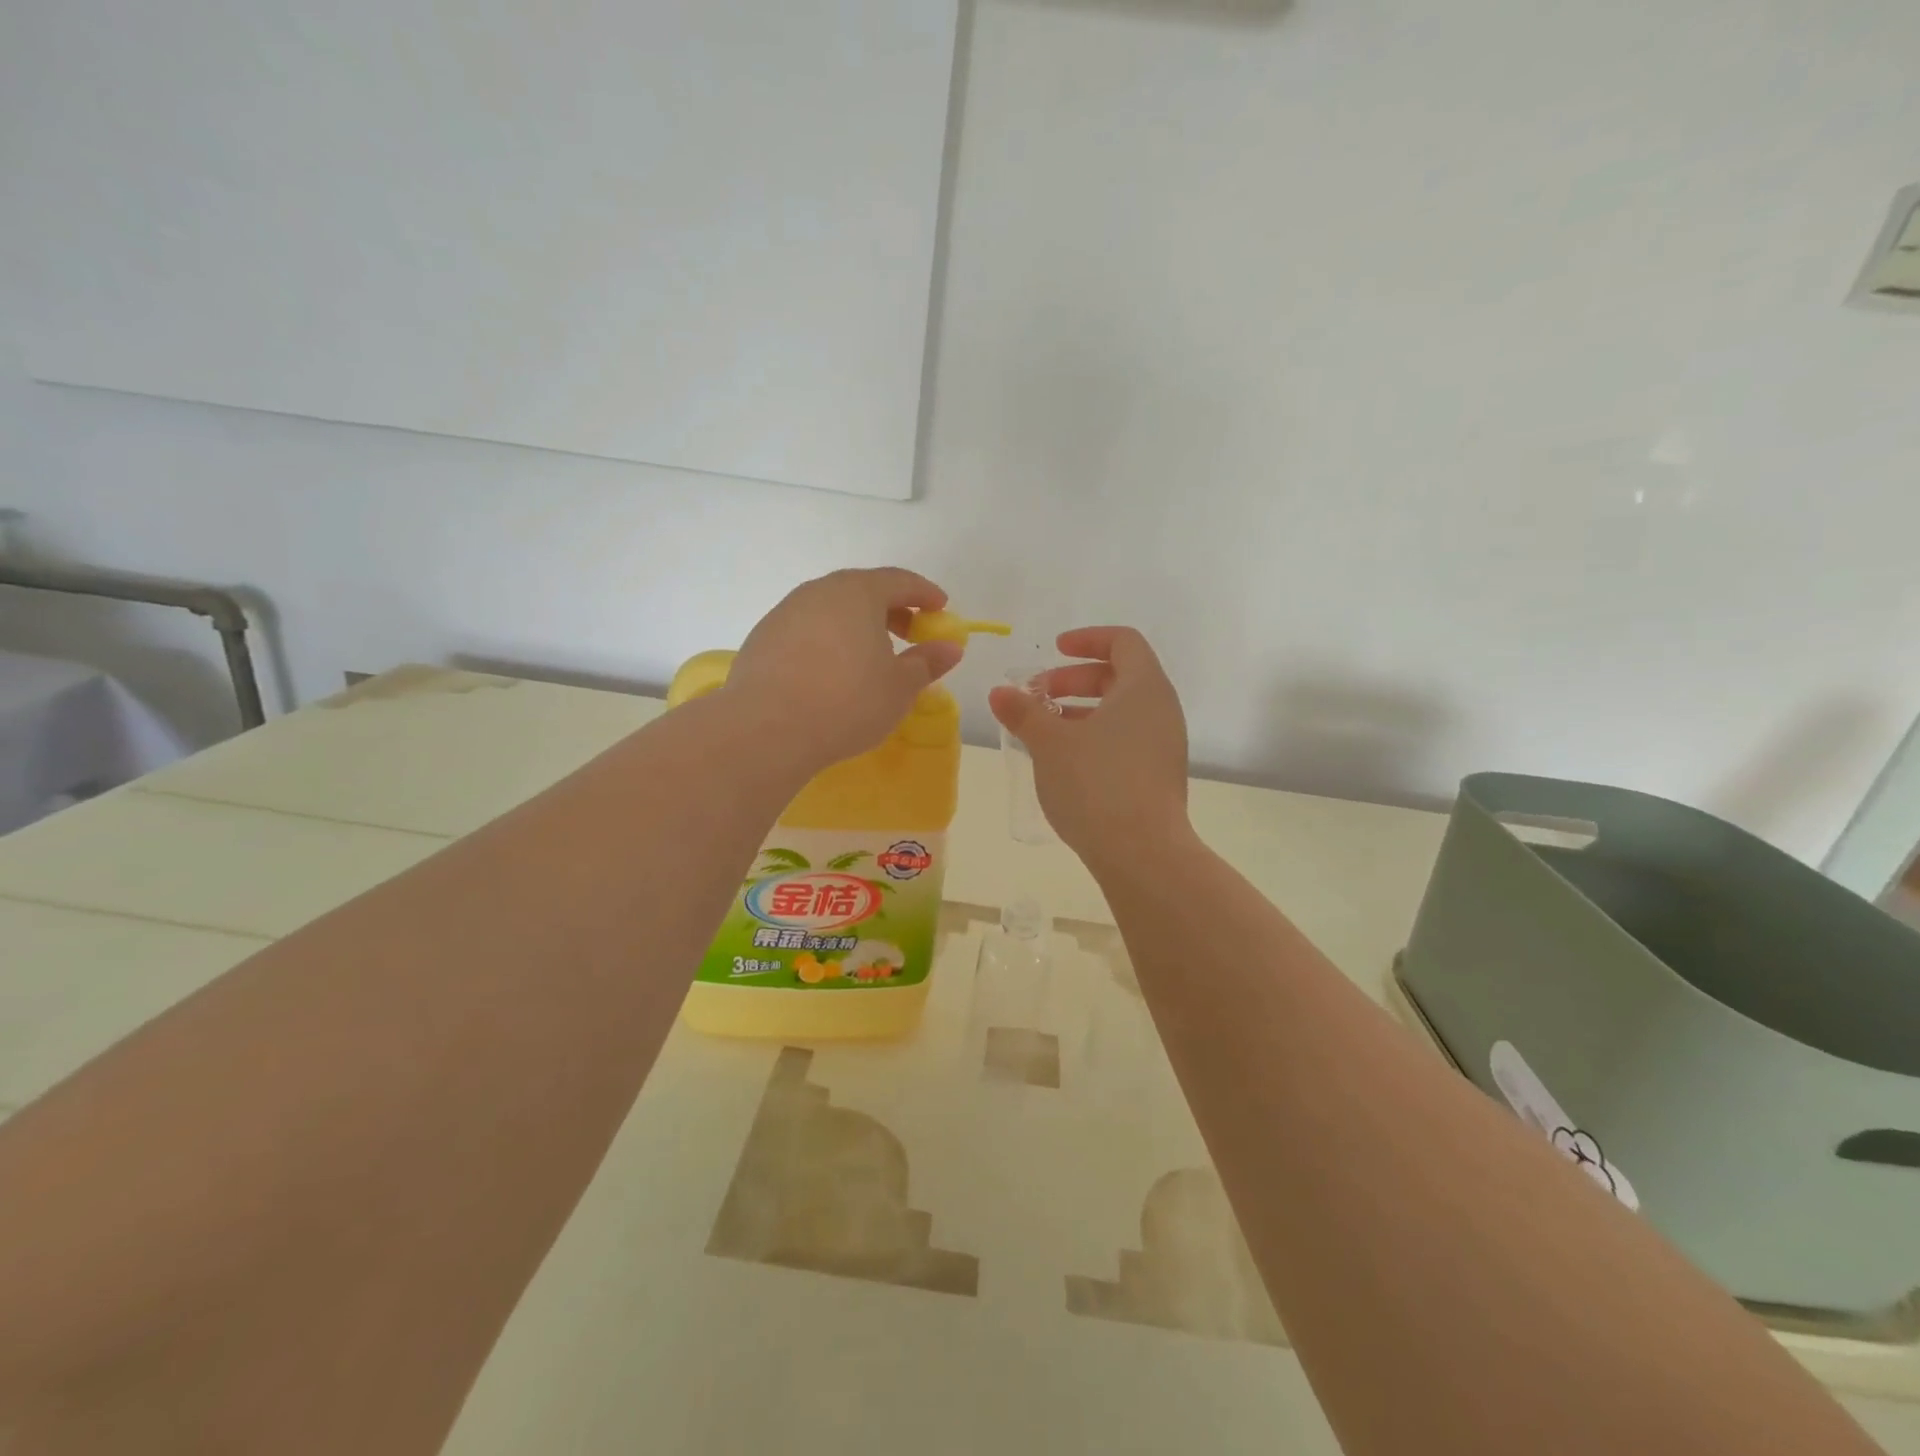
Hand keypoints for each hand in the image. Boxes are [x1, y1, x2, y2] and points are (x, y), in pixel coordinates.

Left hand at [727, 568, 963, 771]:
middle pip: (862, 590)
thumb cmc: (847, 702)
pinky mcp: (762, 638)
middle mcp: (819, 592)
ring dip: (856, 625)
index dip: (924, 593)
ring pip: (831, 609)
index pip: (899, 580)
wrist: (767, 729)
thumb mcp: (899, 687)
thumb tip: (950, 647)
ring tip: (870, 655)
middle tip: (909, 633)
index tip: (940, 609)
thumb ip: (927, 662)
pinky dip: (828, 640)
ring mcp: (785, 612)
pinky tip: (832, 671)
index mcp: (857, 593)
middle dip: (891, 609)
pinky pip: (807, 629)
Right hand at [988, 626, 1190, 869]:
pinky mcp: (1159, 776)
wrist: (1143, 853)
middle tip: (1037, 695)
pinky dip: (1096, 737)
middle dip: (1074, 680)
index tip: (1054, 651)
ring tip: (1044, 731)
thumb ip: (1024, 712)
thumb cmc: (1096, 784)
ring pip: (1121, 712)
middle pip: (1119, 676)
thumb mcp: (1049, 744)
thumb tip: (999, 693)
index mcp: (1144, 687)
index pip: (1123, 641)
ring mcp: (1165, 745)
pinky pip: (1126, 739)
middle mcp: (1162, 710)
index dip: (1087, 639)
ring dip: (1081, 711)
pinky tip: (1065, 762)